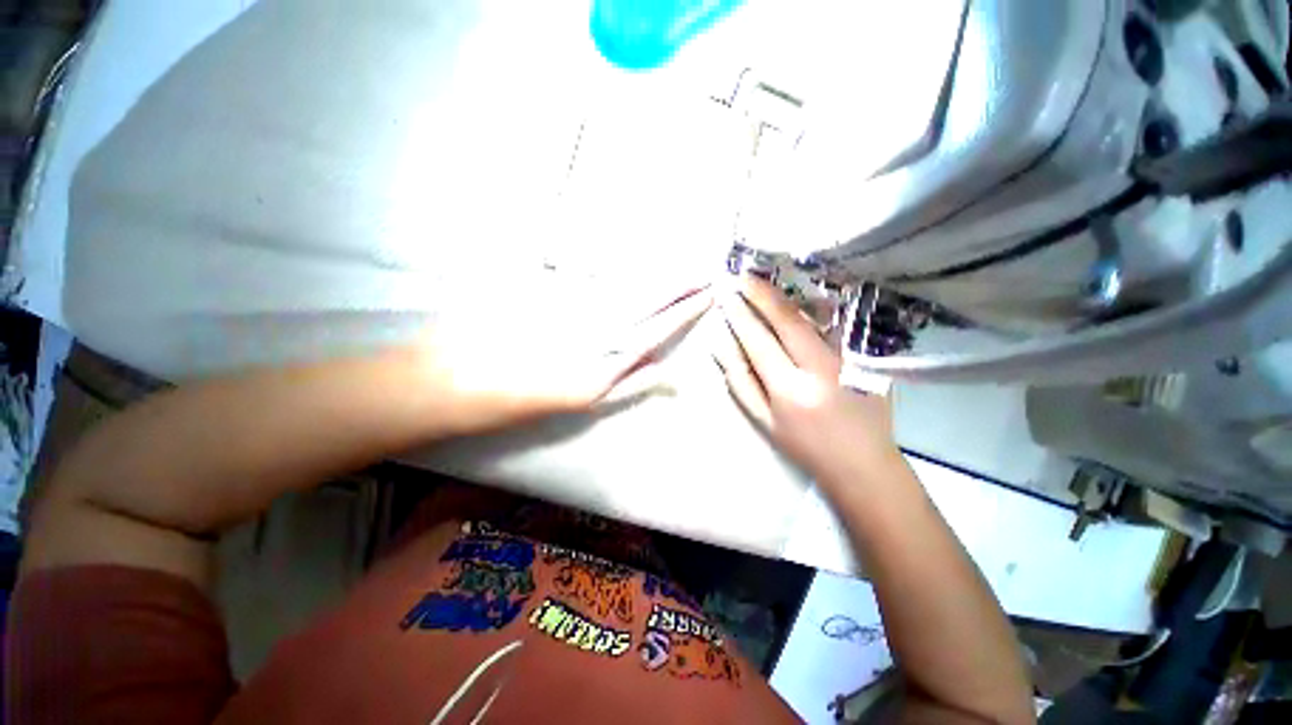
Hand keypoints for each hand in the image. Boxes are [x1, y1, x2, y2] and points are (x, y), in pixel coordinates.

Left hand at [415, 286, 712, 433]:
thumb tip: (671, 375)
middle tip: (703, 274)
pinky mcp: (548, 294)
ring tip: (679, 270)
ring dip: (653, 279)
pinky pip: (591, 280)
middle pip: (645, 302)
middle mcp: (594, 327)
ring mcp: (572, 308)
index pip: (657, 325)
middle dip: (677, 288)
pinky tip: (630, 270)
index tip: (708, 293)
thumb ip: (629, 382)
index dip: (684, 309)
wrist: (452, 380)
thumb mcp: (581, 399)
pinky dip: (616, 275)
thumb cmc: (515, 399)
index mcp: (603, 354)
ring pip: (624, 289)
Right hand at [712, 276, 898, 480]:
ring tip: (767, 281)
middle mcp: (821, 368)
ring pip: (814, 316)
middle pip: (788, 319)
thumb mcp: (764, 420)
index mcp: (790, 390)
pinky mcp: (866, 356)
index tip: (727, 296)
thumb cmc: (804, 445)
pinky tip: (802, 295)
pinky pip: (835, 323)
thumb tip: (721, 346)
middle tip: (744, 277)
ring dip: (788, 295)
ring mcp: (848, 358)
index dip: (741, 316)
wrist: (863, 462)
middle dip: (762, 294)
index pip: (759, 342)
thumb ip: (740, 382)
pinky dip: (815, 306)